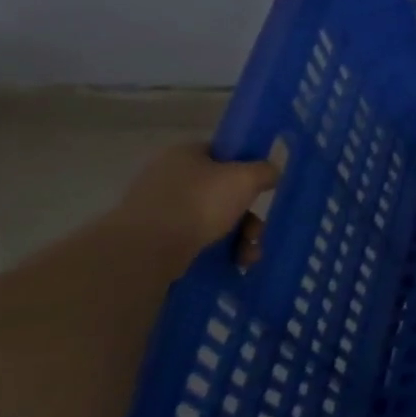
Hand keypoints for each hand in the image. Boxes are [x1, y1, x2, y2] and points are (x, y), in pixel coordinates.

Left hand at [109, 142, 279, 263]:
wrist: (145, 249)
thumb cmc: (199, 203)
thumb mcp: (246, 178)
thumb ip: (265, 170)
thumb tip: (270, 173)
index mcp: (185, 154)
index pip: (223, 153)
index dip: (246, 168)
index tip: (262, 187)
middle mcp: (168, 177)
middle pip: (223, 191)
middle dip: (248, 215)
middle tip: (258, 232)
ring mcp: (158, 208)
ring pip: (213, 218)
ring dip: (239, 237)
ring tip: (249, 256)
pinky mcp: (154, 237)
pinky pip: (196, 239)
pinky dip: (219, 250)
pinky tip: (234, 263)